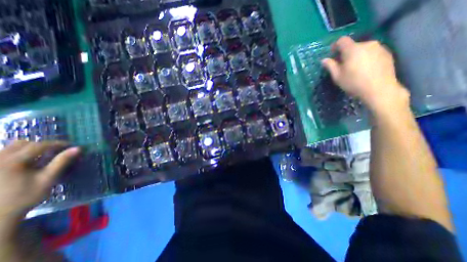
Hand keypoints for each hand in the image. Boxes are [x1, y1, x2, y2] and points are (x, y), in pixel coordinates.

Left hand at [0, 141, 79, 221]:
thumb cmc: (25, 196)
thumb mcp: (48, 178)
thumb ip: (62, 161)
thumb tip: (78, 148)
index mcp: (12, 161)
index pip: (40, 145)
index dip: (58, 144)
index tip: (71, 146)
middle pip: (24, 143)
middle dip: (43, 145)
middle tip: (58, 151)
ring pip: (12, 147)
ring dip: (31, 148)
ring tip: (44, 156)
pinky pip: (6, 154)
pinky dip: (21, 153)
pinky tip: (29, 162)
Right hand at [322, 36, 409, 113]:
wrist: (379, 88)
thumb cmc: (353, 82)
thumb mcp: (337, 76)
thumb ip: (330, 66)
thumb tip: (324, 60)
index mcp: (352, 49)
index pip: (342, 40)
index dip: (335, 45)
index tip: (332, 54)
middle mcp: (367, 44)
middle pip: (353, 45)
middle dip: (346, 53)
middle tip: (342, 64)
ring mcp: (379, 47)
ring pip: (363, 49)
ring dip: (356, 55)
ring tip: (354, 67)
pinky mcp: (387, 53)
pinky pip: (372, 52)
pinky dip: (366, 57)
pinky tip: (365, 69)